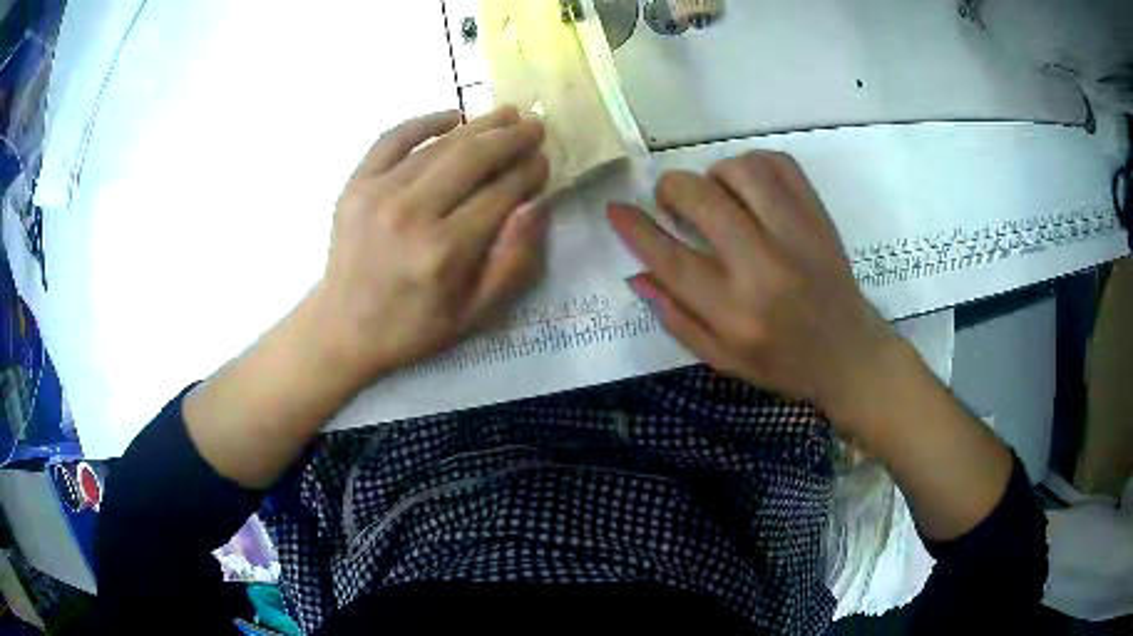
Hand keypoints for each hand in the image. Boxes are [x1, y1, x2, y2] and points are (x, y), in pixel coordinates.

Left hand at [315, 107, 549, 386]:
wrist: (343, 328)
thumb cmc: (413, 326)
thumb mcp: (474, 314)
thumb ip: (512, 262)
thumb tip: (537, 205)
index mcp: (444, 252)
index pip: (499, 194)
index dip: (528, 173)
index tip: (544, 161)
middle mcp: (411, 214)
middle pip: (472, 158)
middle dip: (510, 138)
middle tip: (534, 126)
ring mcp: (377, 193)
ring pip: (438, 145)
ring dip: (478, 126)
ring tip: (506, 115)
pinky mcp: (355, 184)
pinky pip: (392, 139)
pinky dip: (424, 122)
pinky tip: (452, 117)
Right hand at [608, 151, 905, 428]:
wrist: (849, 354)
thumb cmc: (782, 363)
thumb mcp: (722, 359)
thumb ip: (676, 317)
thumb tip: (636, 274)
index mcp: (734, 313)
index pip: (670, 259)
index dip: (635, 228)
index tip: (615, 208)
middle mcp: (763, 268)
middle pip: (702, 201)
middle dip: (672, 188)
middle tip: (671, 201)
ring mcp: (797, 236)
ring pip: (742, 172)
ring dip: (714, 173)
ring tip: (716, 193)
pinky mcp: (819, 217)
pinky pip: (780, 164)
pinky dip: (754, 164)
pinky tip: (748, 185)